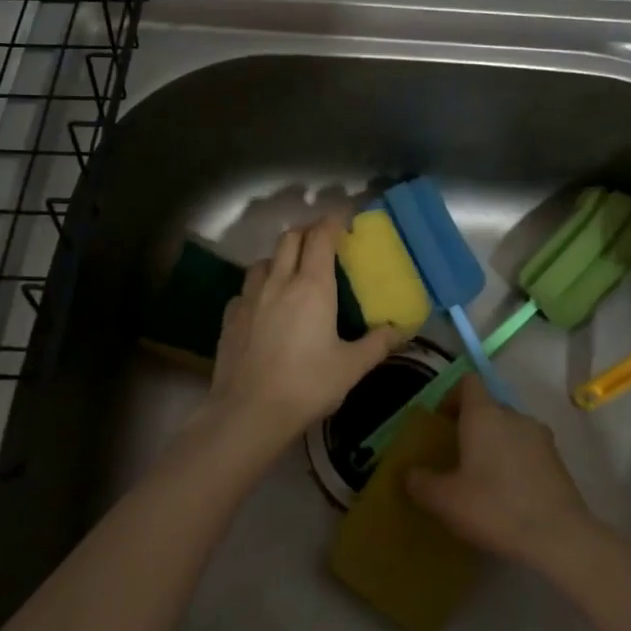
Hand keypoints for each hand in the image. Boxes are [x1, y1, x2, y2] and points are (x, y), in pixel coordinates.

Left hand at [207, 217, 403, 444]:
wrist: (248, 412)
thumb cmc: (306, 385)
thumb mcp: (351, 367)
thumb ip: (378, 343)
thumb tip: (400, 329)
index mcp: (312, 286)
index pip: (321, 236)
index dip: (333, 220)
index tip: (345, 217)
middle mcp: (279, 282)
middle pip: (289, 238)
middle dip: (307, 231)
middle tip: (323, 242)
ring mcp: (250, 297)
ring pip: (264, 260)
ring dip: (281, 258)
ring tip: (292, 273)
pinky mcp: (230, 316)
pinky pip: (246, 289)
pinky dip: (259, 288)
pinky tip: (264, 307)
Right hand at [406, 377, 602, 570]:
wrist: (559, 538)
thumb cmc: (495, 507)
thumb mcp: (445, 500)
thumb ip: (421, 482)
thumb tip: (410, 473)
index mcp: (484, 414)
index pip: (468, 382)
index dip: (452, 396)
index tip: (442, 422)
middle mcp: (513, 415)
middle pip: (489, 406)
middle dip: (473, 425)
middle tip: (459, 456)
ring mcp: (540, 436)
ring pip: (510, 428)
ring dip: (496, 444)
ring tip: (485, 477)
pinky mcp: (558, 459)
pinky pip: (528, 449)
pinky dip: (517, 461)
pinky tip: (510, 493)